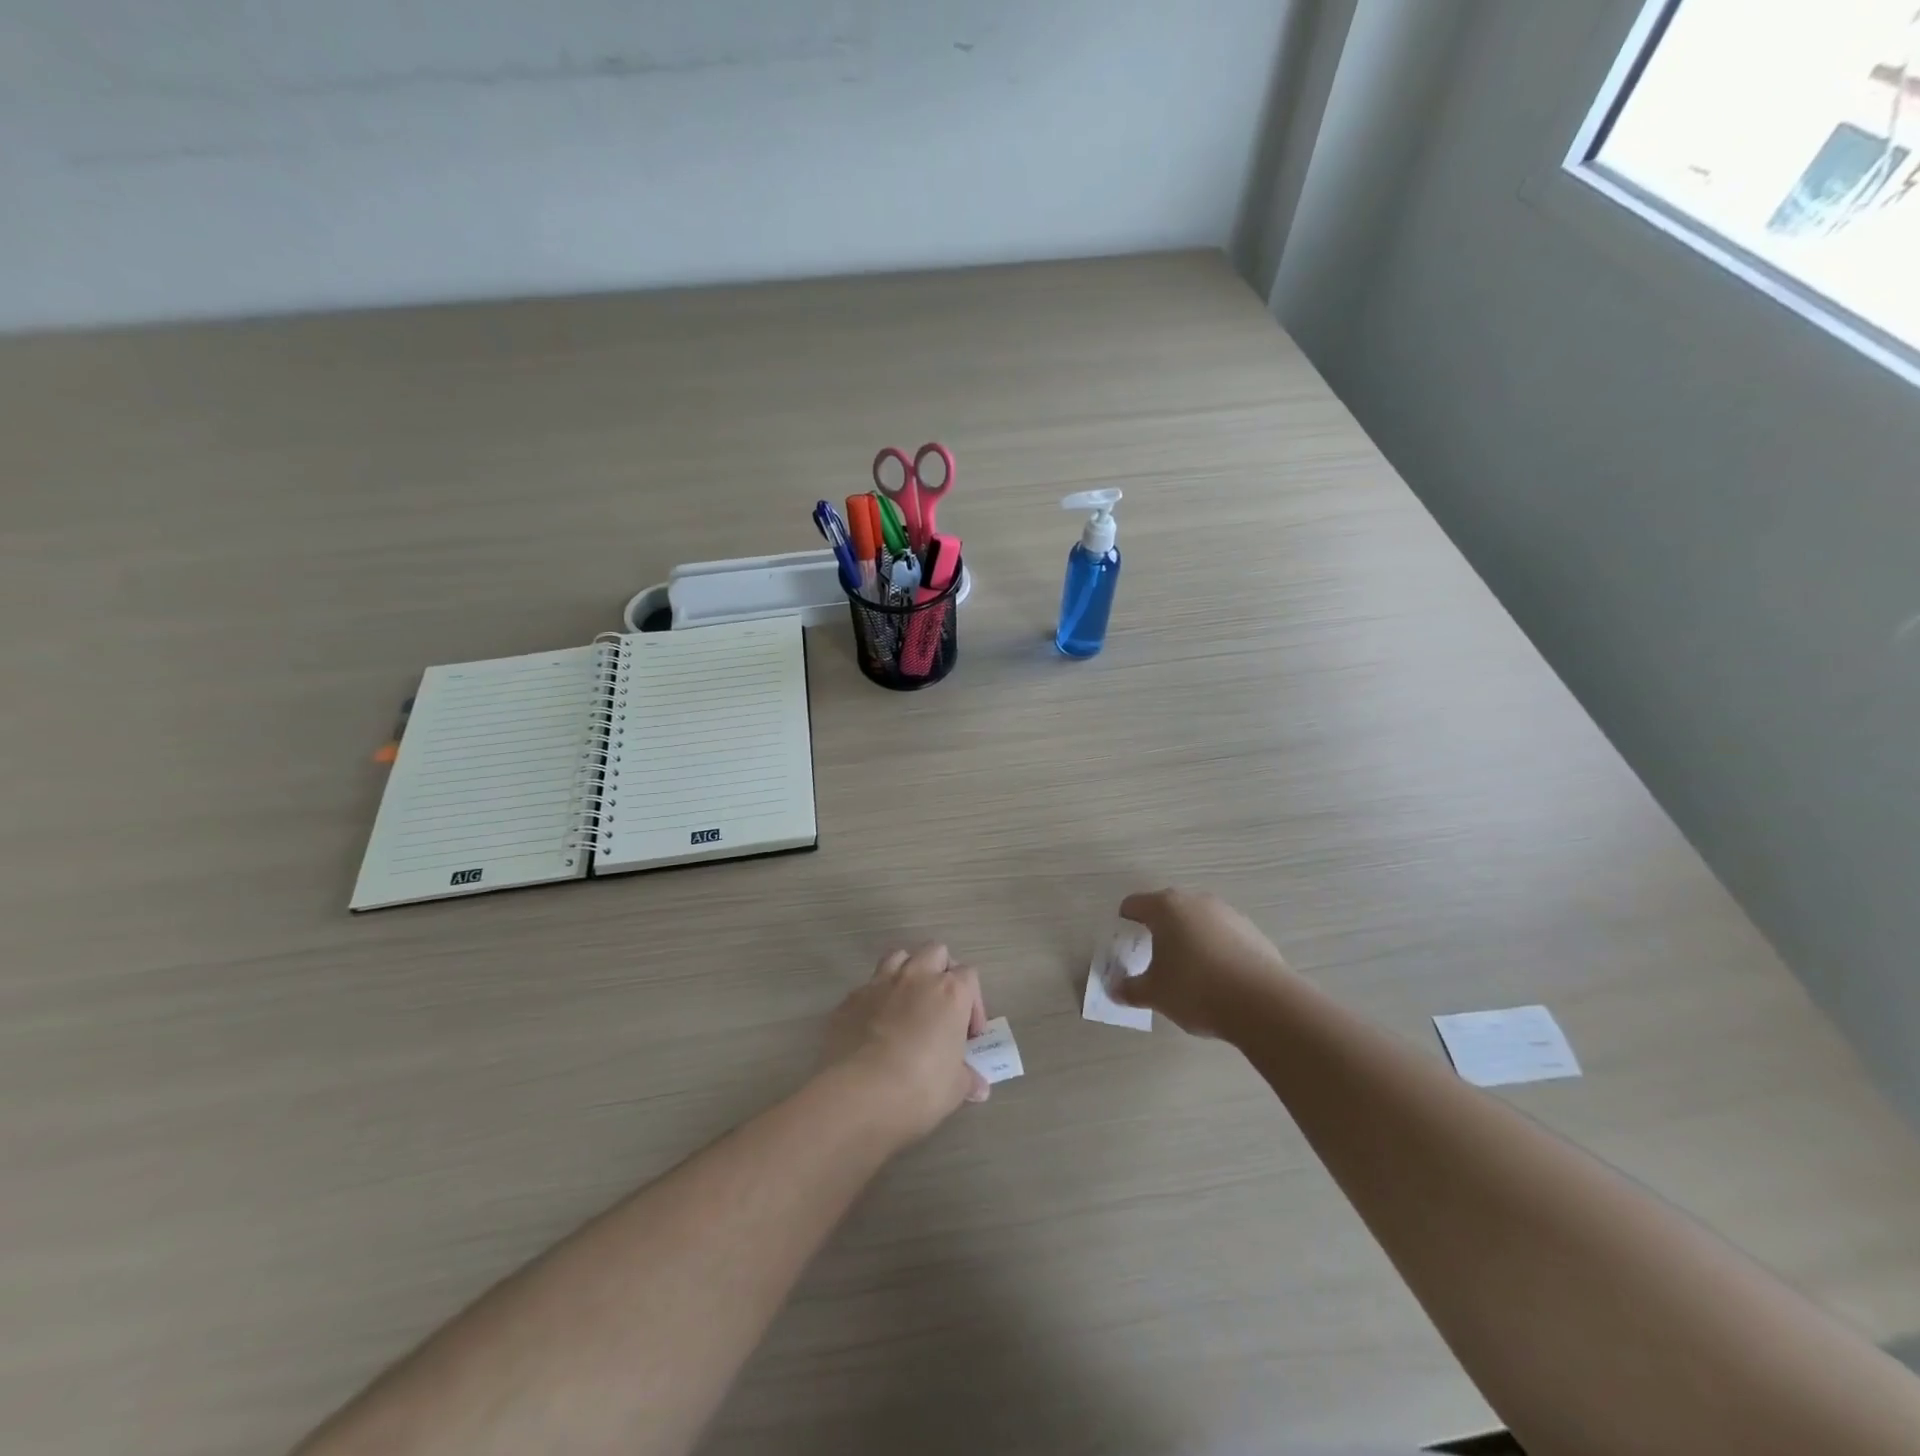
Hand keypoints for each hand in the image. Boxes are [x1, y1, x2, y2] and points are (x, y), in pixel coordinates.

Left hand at [820, 944, 988, 1144]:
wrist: (856, 1094)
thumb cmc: (918, 1088)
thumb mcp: (954, 1090)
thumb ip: (967, 1079)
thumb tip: (978, 1086)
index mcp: (950, 993)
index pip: (969, 976)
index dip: (973, 1003)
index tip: (969, 1034)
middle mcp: (916, 977)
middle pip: (935, 952)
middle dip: (942, 972)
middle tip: (941, 1007)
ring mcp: (880, 983)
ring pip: (899, 956)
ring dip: (908, 972)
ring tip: (908, 1003)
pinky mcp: (850, 998)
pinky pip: (868, 986)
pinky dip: (876, 998)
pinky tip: (875, 1025)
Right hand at [1111, 888, 1290, 1040]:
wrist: (1264, 1003)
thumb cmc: (1196, 989)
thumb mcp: (1155, 994)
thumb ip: (1130, 989)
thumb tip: (1115, 989)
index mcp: (1166, 908)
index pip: (1134, 905)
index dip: (1125, 923)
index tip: (1125, 944)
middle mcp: (1196, 901)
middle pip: (1168, 909)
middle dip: (1158, 930)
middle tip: (1154, 959)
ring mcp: (1228, 914)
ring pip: (1198, 921)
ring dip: (1189, 938)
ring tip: (1189, 972)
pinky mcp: (1253, 931)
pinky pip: (1223, 935)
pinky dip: (1215, 949)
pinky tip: (1218, 978)